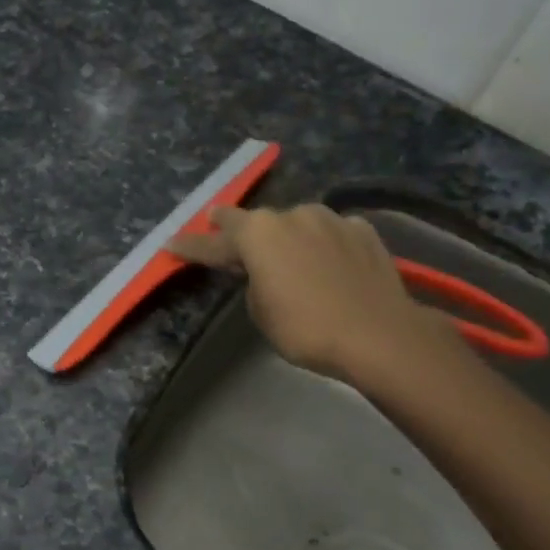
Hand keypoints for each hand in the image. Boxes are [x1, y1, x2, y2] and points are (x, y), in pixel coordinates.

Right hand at [168, 204, 463, 395]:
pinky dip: (323, 245)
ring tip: (290, 261)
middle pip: (257, 222)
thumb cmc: (306, 328)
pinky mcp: (363, 230)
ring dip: (287, 239)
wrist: (379, 334)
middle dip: (242, 234)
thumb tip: (267, 271)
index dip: (190, 245)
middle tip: (233, 247)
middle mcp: (292, 214)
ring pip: (297, 224)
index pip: (213, 241)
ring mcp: (331, 219)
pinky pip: (331, 234)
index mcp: (258, 234)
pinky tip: (329, 263)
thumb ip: (253, 282)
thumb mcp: (261, 312)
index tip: (171, 242)